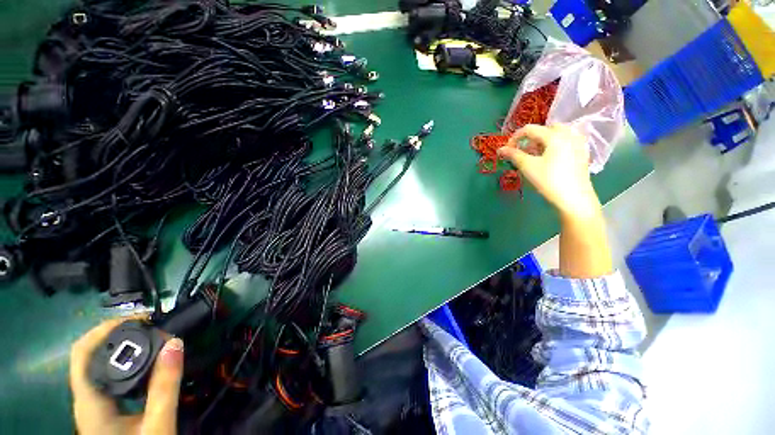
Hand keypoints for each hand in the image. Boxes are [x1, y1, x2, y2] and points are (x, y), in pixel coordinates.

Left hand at [70, 317, 184, 434]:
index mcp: (90, 402)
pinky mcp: (103, 408)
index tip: (142, 320)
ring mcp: (93, 404)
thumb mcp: (158, 424)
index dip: (106, 328)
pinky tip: (145, 363)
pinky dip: (124, 361)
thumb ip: (165, 386)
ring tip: (151, 338)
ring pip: (98, 365)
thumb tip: (175, 343)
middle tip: (151, 326)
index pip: (82, 353)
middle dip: (117, 334)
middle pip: (88, 355)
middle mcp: (85, 398)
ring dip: (121, 346)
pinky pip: (108, 376)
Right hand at [497, 124, 600, 218]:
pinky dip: (555, 145)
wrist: (574, 198)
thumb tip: (500, 149)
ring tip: (535, 154)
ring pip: (558, 134)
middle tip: (523, 151)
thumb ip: (513, 155)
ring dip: (544, 140)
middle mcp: (568, 134)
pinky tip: (550, 158)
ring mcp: (578, 143)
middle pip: (546, 128)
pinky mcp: (582, 153)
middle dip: (532, 137)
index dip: (515, 137)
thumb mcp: (528, 167)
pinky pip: (567, 141)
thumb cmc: (549, 180)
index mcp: (554, 135)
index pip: (530, 129)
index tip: (507, 150)